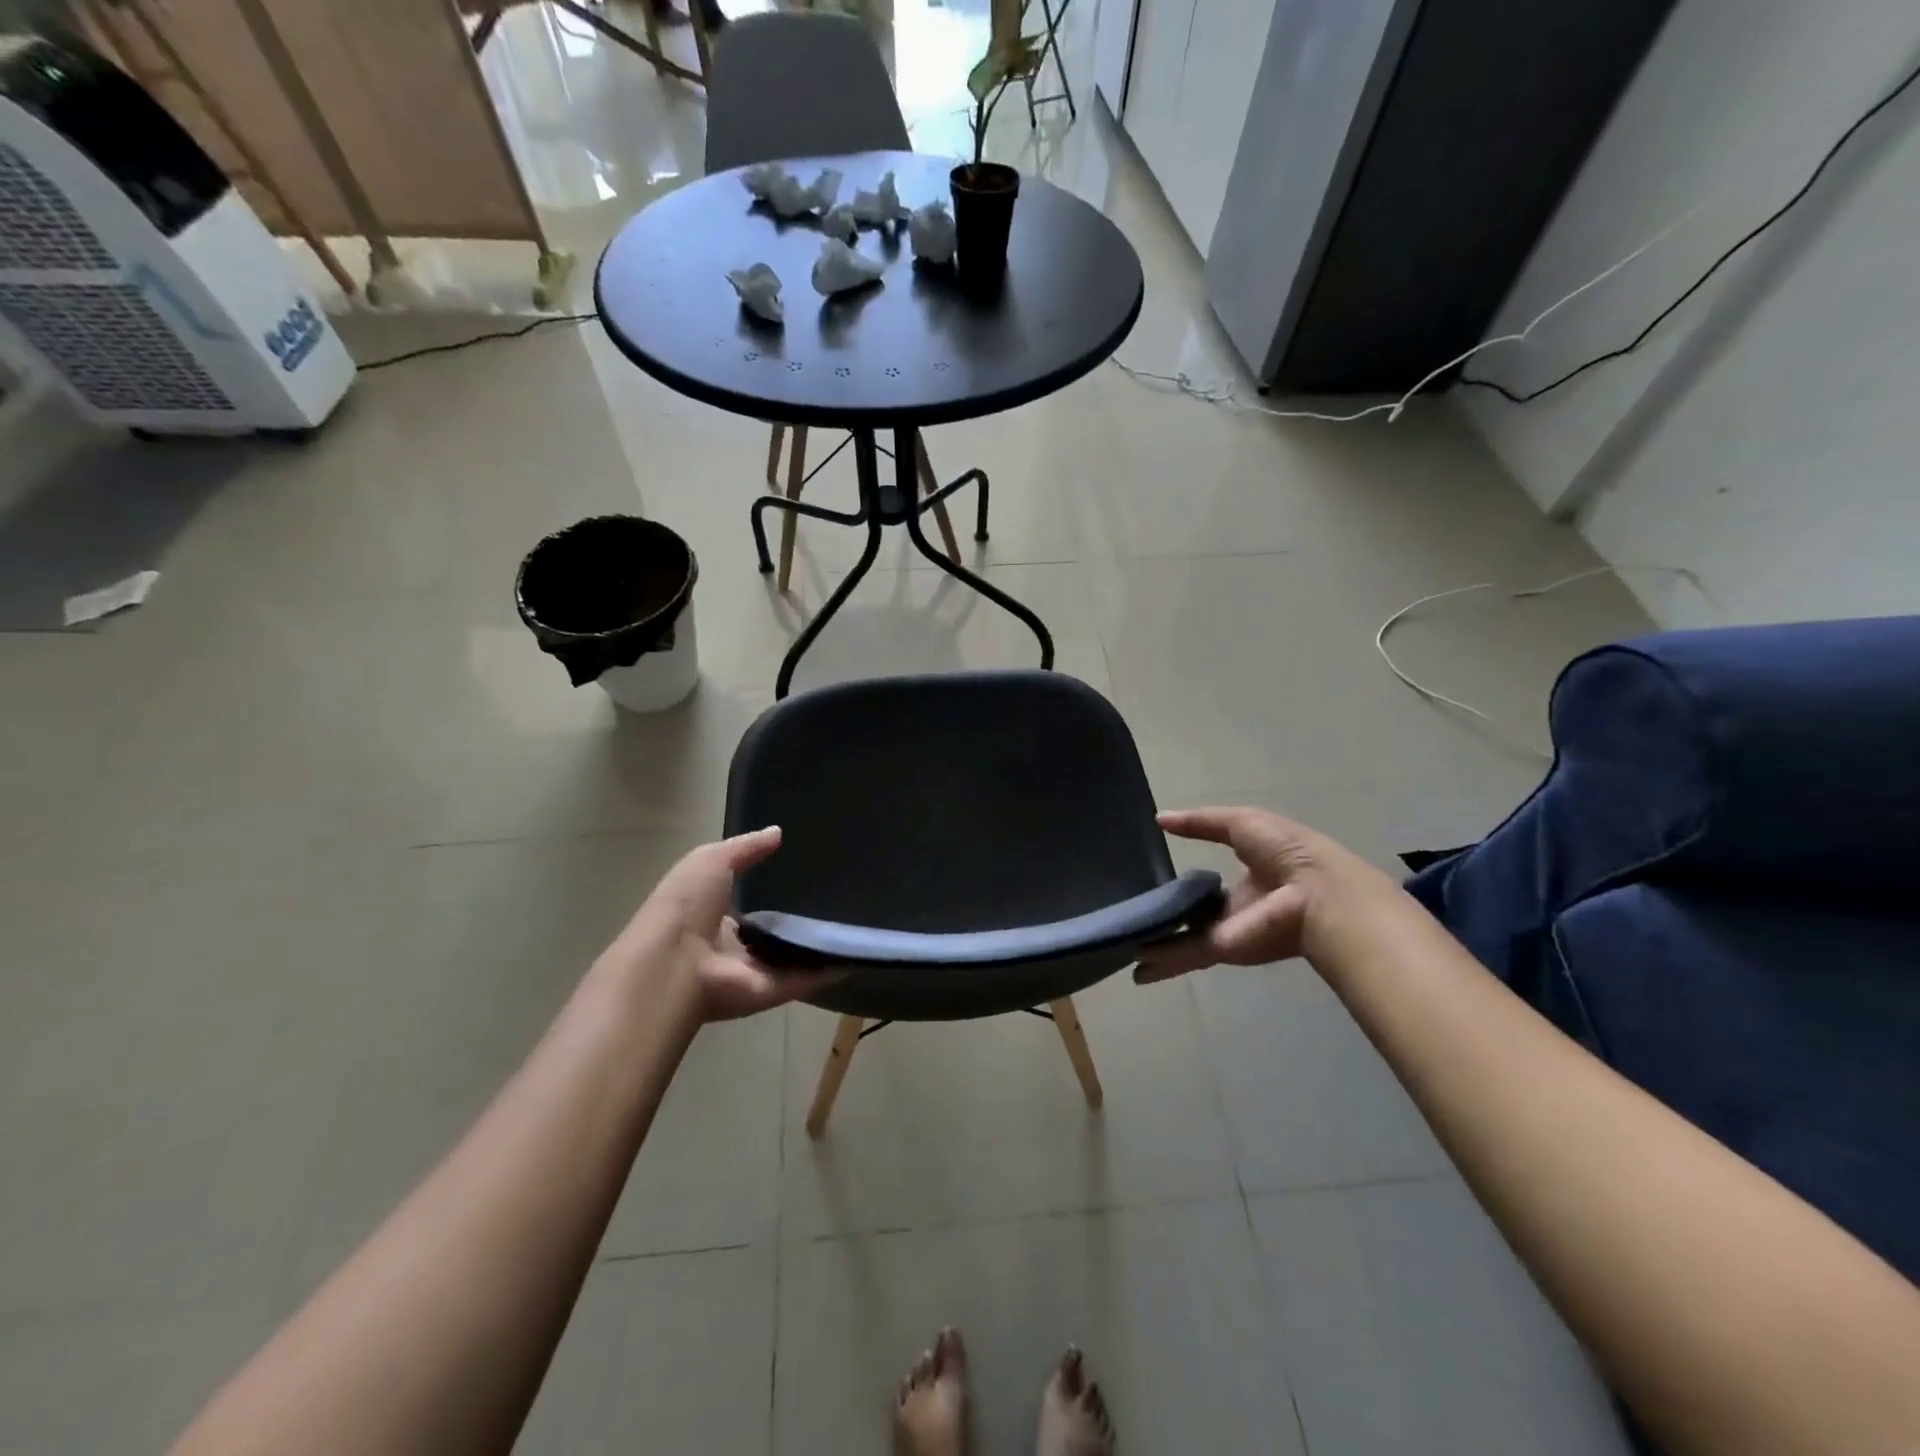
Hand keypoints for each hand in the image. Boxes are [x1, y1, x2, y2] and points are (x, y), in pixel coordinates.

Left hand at [601, 826, 837, 1022]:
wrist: (675, 964)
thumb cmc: (686, 905)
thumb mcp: (711, 860)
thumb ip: (746, 847)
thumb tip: (778, 832)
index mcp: (711, 915)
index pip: (744, 903)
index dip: (767, 889)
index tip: (801, 872)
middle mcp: (732, 946)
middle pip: (771, 933)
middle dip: (797, 919)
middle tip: (836, 896)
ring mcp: (753, 971)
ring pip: (791, 957)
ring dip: (817, 945)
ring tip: (853, 923)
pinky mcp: (772, 991)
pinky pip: (805, 979)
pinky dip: (830, 970)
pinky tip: (855, 954)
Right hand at [1134, 807, 1365, 982]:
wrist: (1316, 894)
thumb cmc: (1285, 851)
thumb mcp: (1240, 823)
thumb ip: (1199, 823)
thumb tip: (1160, 818)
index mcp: (1247, 877)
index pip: (1210, 882)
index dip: (1187, 882)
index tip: (1157, 880)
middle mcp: (1235, 908)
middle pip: (1192, 914)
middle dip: (1166, 918)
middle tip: (1132, 915)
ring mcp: (1227, 931)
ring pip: (1183, 937)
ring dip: (1156, 943)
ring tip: (1124, 944)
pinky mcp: (1221, 949)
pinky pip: (1183, 952)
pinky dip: (1160, 960)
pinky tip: (1134, 962)